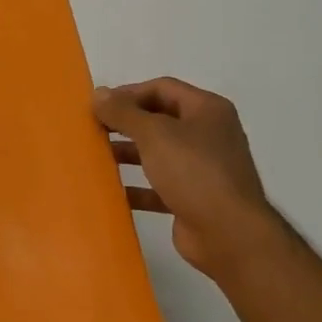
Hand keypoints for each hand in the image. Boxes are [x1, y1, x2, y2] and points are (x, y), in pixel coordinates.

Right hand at [94, 78, 282, 284]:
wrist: (228, 233)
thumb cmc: (194, 172)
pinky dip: (136, 187)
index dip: (128, 94)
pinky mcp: (192, 198)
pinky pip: (158, 187)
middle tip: (93, 131)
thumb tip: (98, 94)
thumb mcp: (155, 134)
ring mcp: (202, 168)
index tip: (97, 107)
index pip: (162, 88)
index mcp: (207, 110)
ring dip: (128, 155)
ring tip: (96, 159)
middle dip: (125, 124)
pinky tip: (111, 192)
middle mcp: (208, 134)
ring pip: (158, 154)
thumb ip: (124, 112)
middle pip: (159, 120)